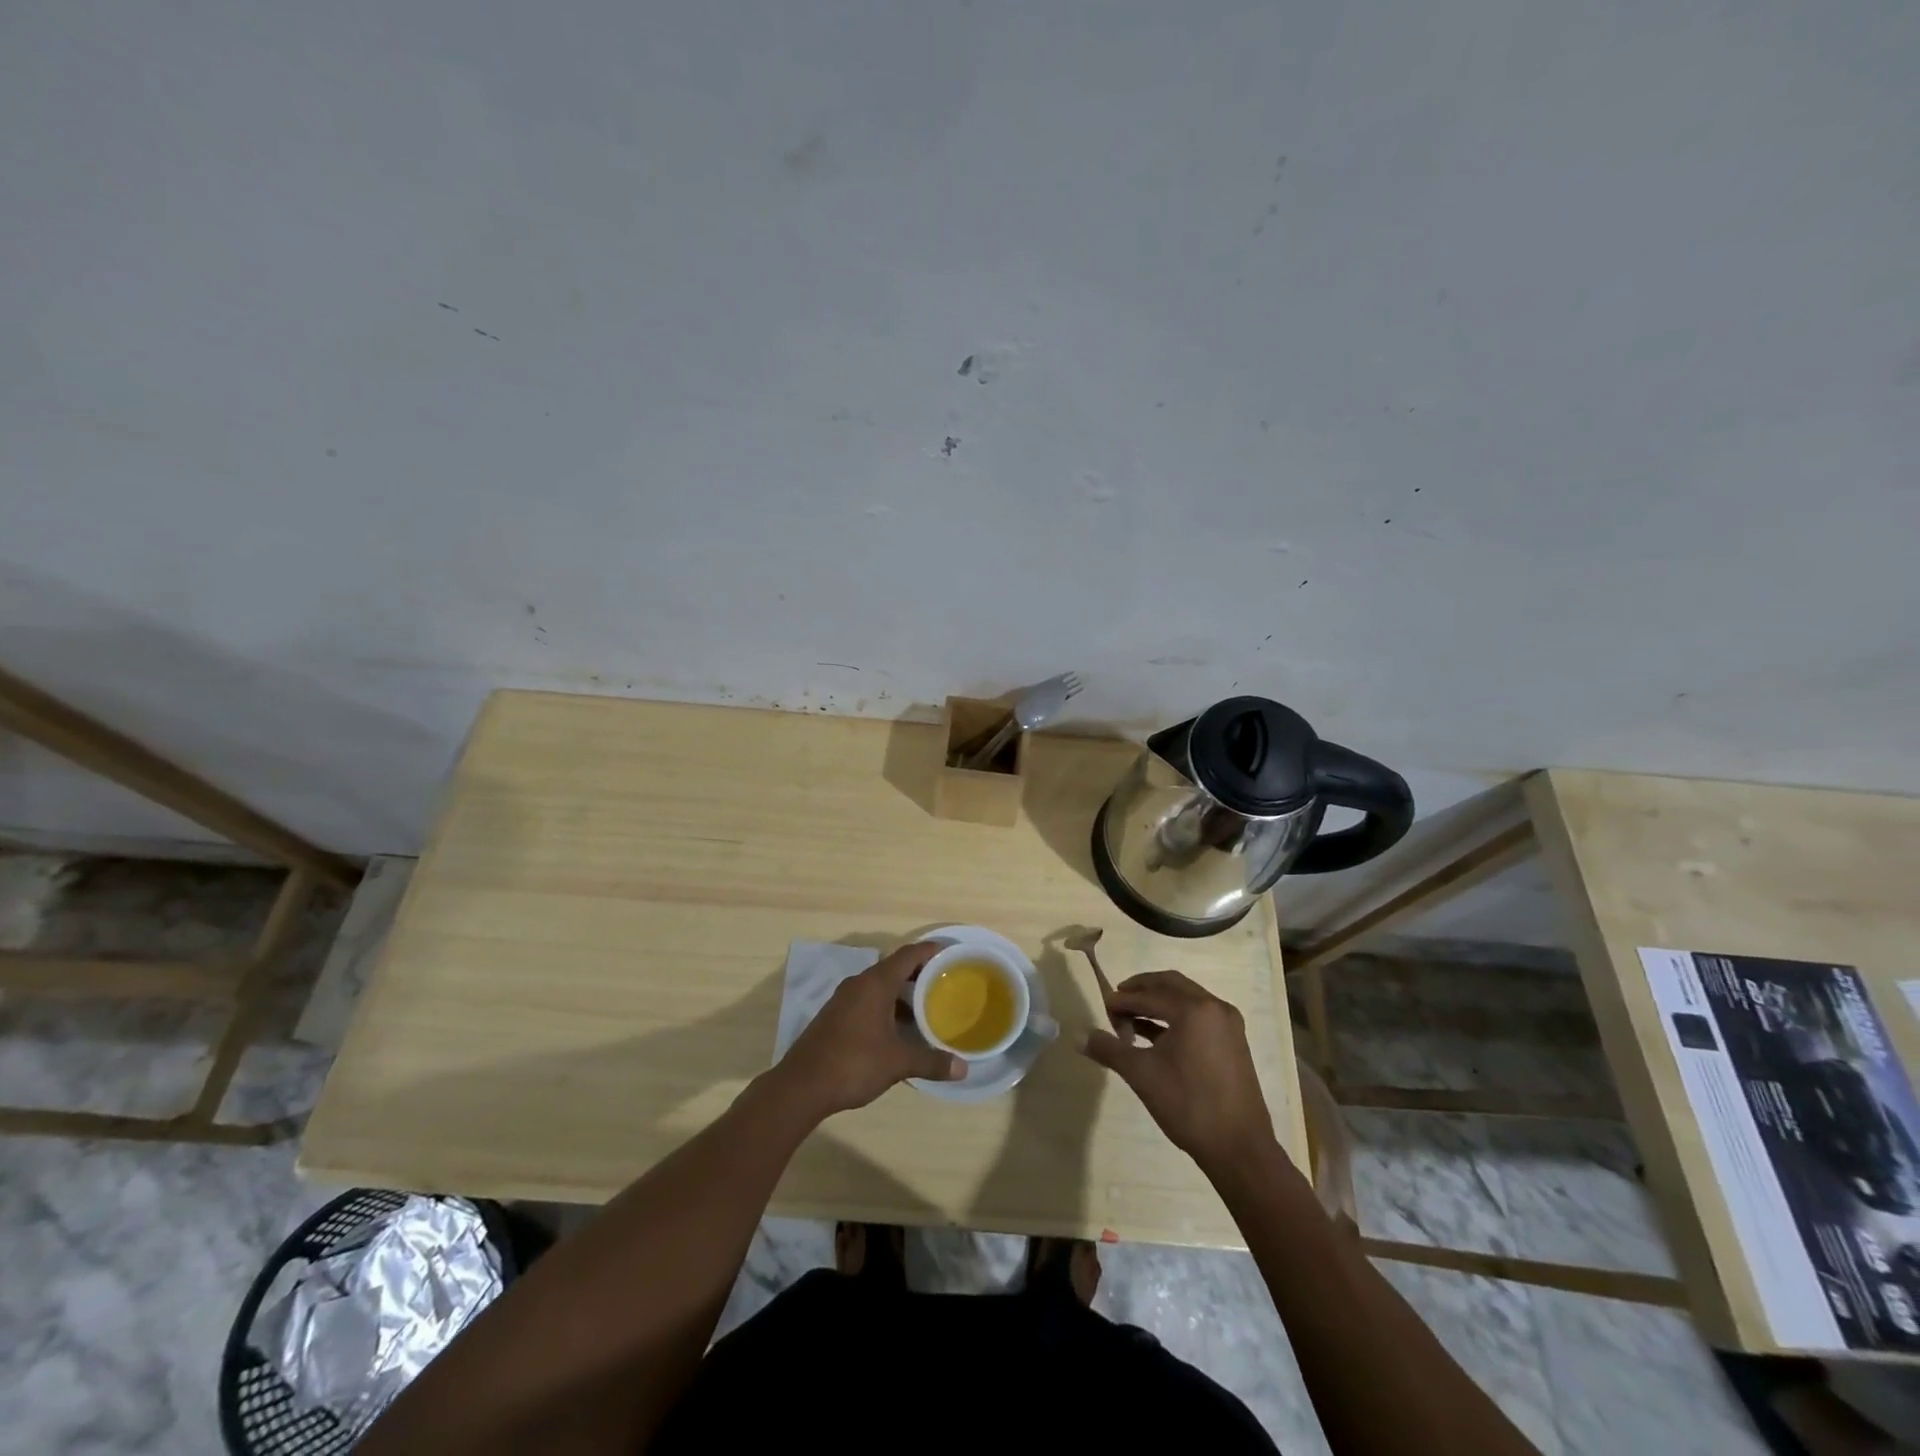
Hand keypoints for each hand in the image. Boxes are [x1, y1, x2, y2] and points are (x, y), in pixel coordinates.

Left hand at [776, 942, 965, 1116]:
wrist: (801, 1086)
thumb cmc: (853, 1064)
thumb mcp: (897, 1063)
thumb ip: (931, 1062)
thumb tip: (963, 1068)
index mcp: (875, 983)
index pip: (908, 954)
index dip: (930, 951)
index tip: (951, 953)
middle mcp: (859, 984)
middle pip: (894, 967)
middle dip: (919, 973)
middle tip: (945, 982)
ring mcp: (844, 999)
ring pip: (880, 985)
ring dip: (902, 992)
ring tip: (927, 1006)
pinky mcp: (836, 1016)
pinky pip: (868, 999)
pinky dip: (887, 1005)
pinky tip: (899, 1027)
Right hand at [1081, 970, 1274, 1175]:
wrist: (1240, 1149)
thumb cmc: (1188, 1105)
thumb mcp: (1142, 1075)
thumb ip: (1109, 1049)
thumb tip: (1079, 1036)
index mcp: (1194, 1009)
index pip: (1149, 995)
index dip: (1122, 1000)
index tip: (1103, 1008)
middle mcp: (1215, 1007)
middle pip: (1170, 985)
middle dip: (1141, 991)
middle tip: (1118, 1003)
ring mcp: (1228, 1024)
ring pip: (1186, 999)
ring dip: (1158, 1003)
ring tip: (1132, 1021)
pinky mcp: (1234, 1041)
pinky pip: (1199, 1015)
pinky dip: (1175, 1017)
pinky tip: (1155, 1036)